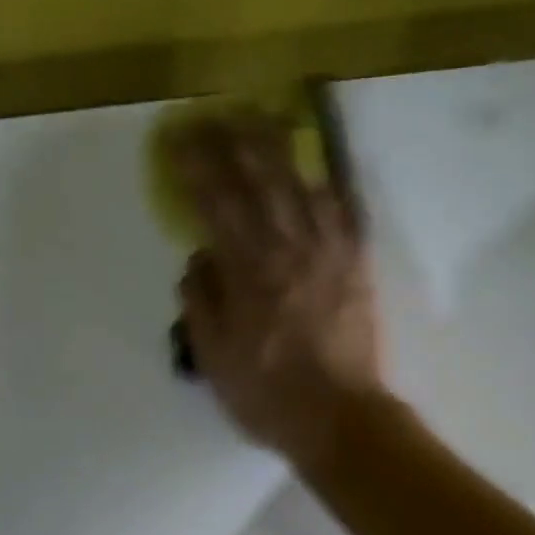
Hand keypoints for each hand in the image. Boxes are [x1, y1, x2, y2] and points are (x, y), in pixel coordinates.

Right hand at [172, 112, 388, 465]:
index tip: (177, 140)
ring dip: (280, 150)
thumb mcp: (216, 358)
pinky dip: (328, 188)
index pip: (216, 203)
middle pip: (261, 181)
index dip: (196, 167)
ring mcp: (329, 255)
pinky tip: (316, 172)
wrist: (340, 418)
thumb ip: (203, 302)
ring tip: (261, 121)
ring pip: (302, 187)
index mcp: (249, 272)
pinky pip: (344, 214)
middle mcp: (289, 250)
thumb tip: (198, 257)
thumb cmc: (270, 396)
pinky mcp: (357, 268)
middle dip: (233, 142)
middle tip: (214, 115)